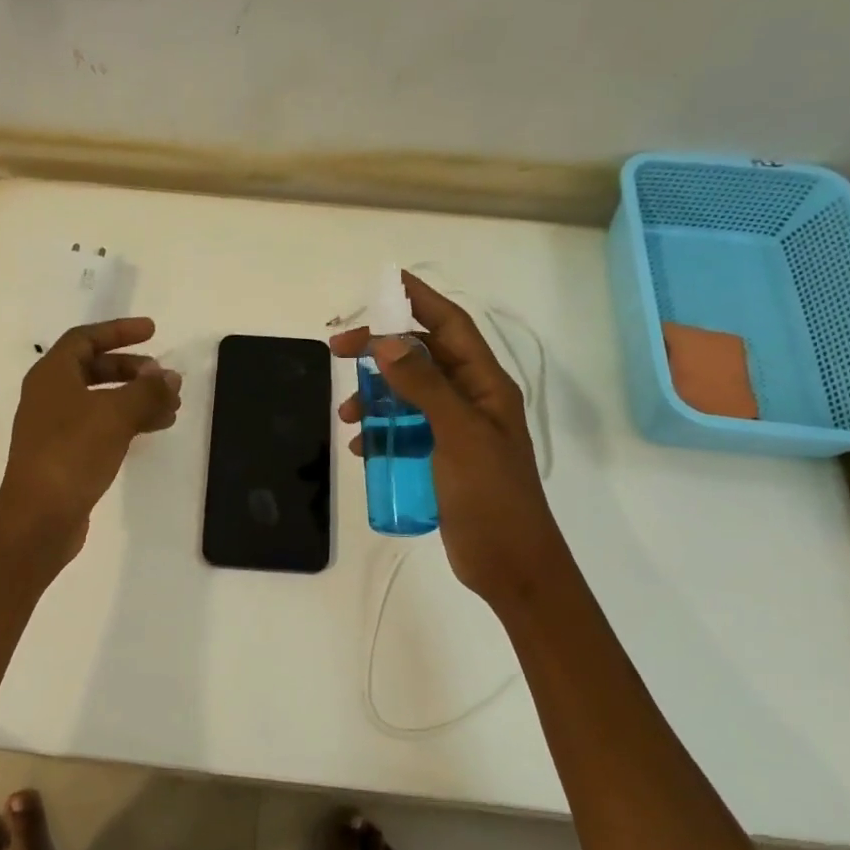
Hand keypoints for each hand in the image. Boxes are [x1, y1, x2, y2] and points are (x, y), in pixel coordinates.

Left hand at [0, 317, 181, 561]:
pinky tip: (153, 429)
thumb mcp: (116, 414)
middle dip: (132, 369)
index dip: (119, 331)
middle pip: (94, 368)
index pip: (85, 338)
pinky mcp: (65, 455)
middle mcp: (49, 395)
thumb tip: (170, 377)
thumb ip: (147, 391)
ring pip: (101, 400)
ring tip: (171, 407)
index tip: (152, 331)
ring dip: (135, 398)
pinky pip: (101, 426)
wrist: (39, 517)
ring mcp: (55, 427)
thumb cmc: (72, 452)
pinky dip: (127, 422)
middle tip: (163, 378)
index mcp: (51, 375)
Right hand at [331, 273, 552, 608]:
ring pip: (408, 396)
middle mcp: (471, 400)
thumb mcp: (458, 434)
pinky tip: (363, 448)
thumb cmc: (491, 495)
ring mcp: (456, 431)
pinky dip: (382, 433)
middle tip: (338, 350)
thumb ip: (423, 386)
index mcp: (486, 384)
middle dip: (381, 350)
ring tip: (346, 415)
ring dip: (375, 397)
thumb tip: (385, 342)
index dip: (419, 300)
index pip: (450, 326)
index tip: (381, 284)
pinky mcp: (441, 459)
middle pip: (422, 358)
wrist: (510, 564)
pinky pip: (405, 432)